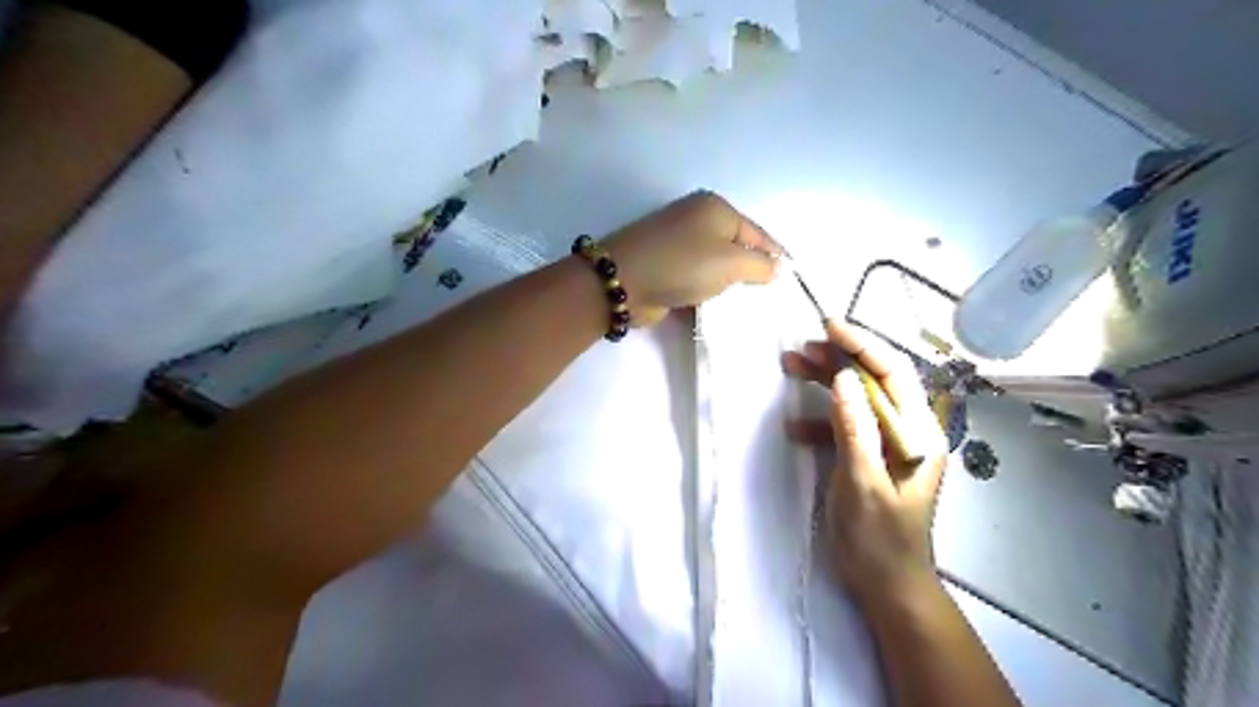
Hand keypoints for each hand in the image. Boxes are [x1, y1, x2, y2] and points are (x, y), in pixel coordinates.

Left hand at [600, 191, 777, 325]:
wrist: (623, 281)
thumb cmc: (683, 264)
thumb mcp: (731, 262)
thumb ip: (760, 265)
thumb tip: (776, 267)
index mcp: (715, 208)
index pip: (757, 233)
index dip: (776, 256)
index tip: (791, 280)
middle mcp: (696, 219)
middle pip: (736, 248)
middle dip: (751, 272)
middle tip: (768, 298)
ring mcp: (678, 243)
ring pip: (715, 266)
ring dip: (727, 285)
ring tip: (745, 307)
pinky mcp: (665, 266)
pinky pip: (696, 279)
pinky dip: (706, 292)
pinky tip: (717, 309)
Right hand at [783, 325, 950, 607]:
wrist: (887, 585)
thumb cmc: (879, 539)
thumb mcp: (863, 483)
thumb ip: (854, 428)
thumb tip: (842, 378)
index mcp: (918, 433)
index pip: (892, 373)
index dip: (862, 345)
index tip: (828, 327)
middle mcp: (908, 431)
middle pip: (874, 380)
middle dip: (839, 359)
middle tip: (801, 347)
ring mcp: (889, 443)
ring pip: (856, 398)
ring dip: (825, 383)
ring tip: (791, 367)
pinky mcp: (870, 456)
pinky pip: (846, 425)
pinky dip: (820, 419)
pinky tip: (794, 427)